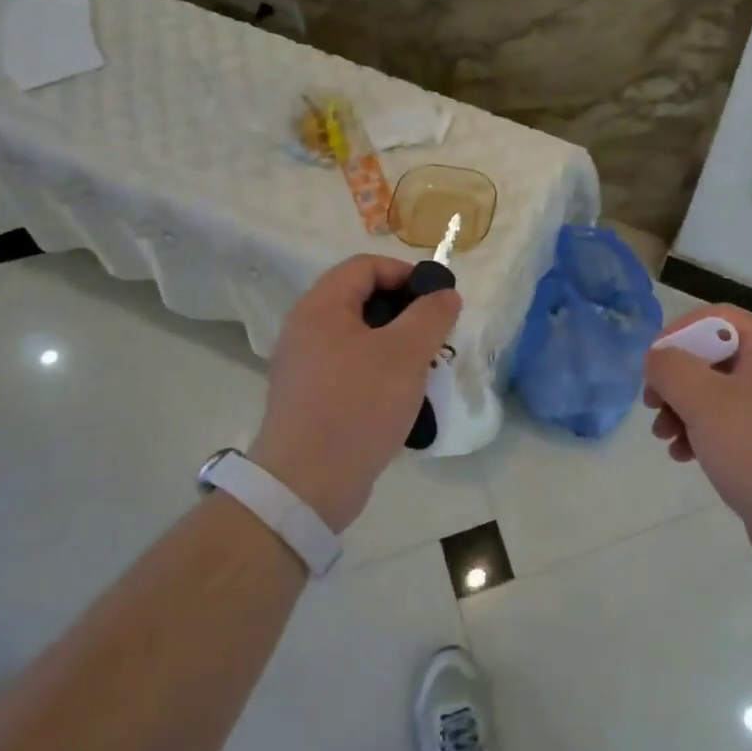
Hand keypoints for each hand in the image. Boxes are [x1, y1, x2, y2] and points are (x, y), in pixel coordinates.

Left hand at [249, 255, 460, 532]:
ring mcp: (305, 366)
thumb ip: (430, 315)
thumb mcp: (405, 354)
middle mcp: (306, 330)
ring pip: (359, 337)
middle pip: (361, 300)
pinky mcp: (311, 398)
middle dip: (405, 312)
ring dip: (396, 344)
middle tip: (435, 335)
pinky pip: (351, 368)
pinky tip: (401, 396)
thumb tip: (446, 294)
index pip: (365, 266)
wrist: (307, 484)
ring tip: (424, 367)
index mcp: (321, 307)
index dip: (405, 273)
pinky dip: (379, 372)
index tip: (437, 298)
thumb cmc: (358, 405)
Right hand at [644, 305, 751, 580]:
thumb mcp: (705, 401)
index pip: (718, 318)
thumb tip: (657, 358)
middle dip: (676, 379)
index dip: (680, 332)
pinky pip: (727, 427)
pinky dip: (700, 435)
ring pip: (715, 395)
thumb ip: (671, 368)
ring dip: (682, 410)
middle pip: (713, 357)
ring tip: (663, 436)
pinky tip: (683, 456)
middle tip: (653, 404)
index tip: (654, 364)